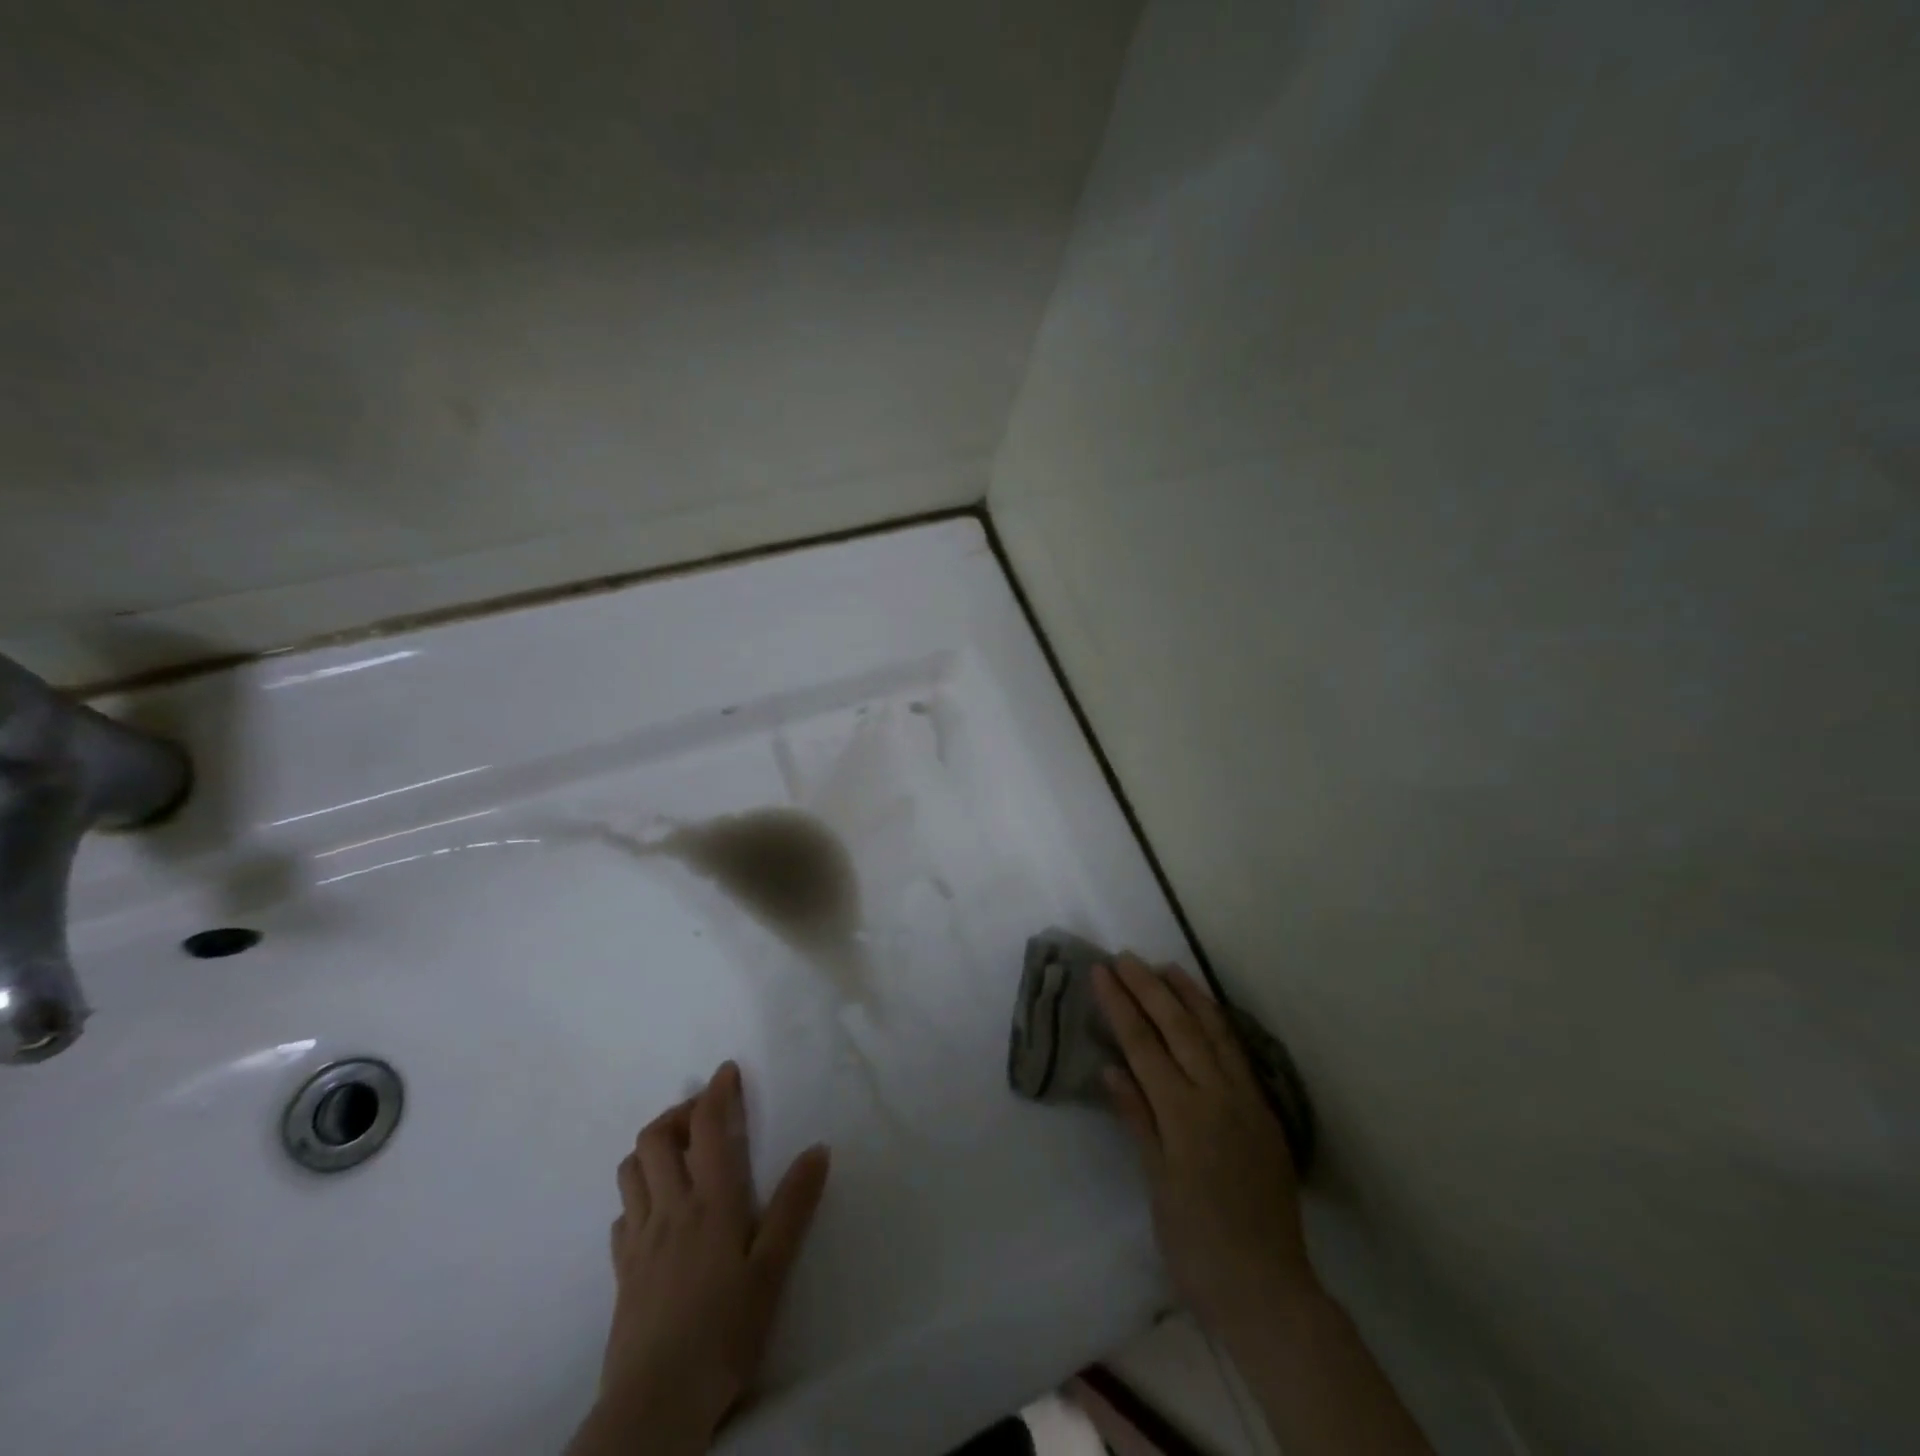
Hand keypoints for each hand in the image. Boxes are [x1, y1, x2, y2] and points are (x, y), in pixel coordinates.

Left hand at [571, 1061, 831, 1455]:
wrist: (655, 1403)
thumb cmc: (724, 1332)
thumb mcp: (773, 1270)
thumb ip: (794, 1206)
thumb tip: (819, 1149)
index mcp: (711, 1202)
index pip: (708, 1127)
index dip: (717, 1092)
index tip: (728, 1072)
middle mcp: (670, 1209)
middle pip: (655, 1138)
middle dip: (678, 1113)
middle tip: (704, 1116)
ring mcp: (639, 1240)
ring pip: (631, 1170)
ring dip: (652, 1148)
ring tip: (679, 1155)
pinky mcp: (621, 1272)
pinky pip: (621, 1216)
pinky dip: (637, 1197)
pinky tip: (655, 1213)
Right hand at [1093, 956, 1315, 1336]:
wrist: (1267, 1289)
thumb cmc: (1196, 1243)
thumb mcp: (1157, 1183)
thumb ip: (1138, 1118)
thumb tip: (1112, 1068)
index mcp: (1183, 1113)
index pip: (1144, 1044)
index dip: (1120, 1005)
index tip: (1101, 972)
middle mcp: (1216, 1096)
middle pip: (1178, 1027)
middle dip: (1149, 988)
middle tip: (1125, 957)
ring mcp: (1246, 1101)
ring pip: (1215, 1033)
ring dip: (1189, 996)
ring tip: (1167, 967)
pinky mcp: (1265, 1113)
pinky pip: (1238, 1055)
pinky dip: (1219, 1025)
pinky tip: (1208, 1012)